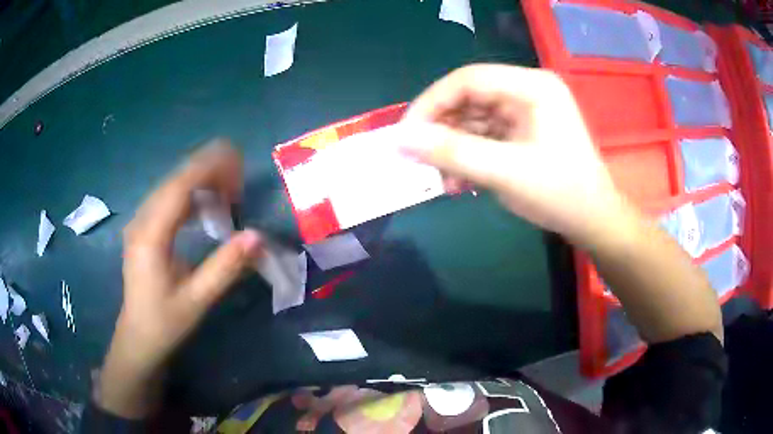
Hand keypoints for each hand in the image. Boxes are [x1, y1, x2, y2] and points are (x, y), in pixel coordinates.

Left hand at [96, 140, 263, 417]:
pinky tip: (207, 206)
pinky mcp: (145, 229)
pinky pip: (168, 200)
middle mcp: (142, 221)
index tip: (238, 165)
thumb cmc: (164, 323)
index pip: (178, 187)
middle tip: (239, 180)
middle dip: (207, 170)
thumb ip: (225, 267)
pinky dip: (191, 195)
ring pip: (171, 187)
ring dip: (200, 181)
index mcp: (150, 236)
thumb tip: (258, 236)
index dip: (208, 169)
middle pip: (174, 180)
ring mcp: (141, 223)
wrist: (138, 337)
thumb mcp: (197, 301)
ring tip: (229, 189)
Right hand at [401, 64, 632, 248]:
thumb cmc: (560, 193)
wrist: (593, 221)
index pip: (467, 80)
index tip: (406, 135)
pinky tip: (461, 183)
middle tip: (420, 161)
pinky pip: (486, 136)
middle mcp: (527, 91)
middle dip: (442, 133)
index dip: (431, 104)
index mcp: (530, 86)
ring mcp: (526, 111)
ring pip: (474, 121)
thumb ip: (452, 152)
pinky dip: (469, 157)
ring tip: (444, 182)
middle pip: (469, 99)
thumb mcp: (504, 172)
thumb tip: (401, 139)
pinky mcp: (523, 131)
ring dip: (454, 150)